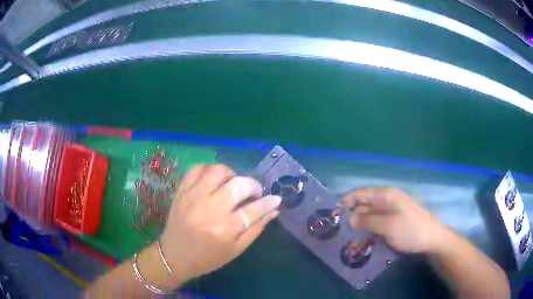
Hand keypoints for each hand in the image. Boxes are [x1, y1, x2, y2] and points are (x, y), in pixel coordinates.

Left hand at [159, 164, 281, 284]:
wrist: (175, 256)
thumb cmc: (208, 258)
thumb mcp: (236, 250)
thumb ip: (256, 229)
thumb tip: (274, 210)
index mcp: (225, 229)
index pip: (254, 209)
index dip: (268, 202)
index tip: (276, 198)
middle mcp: (209, 209)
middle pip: (238, 185)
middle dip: (253, 185)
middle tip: (254, 192)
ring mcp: (193, 197)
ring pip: (218, 171)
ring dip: (231, 174)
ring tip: (233, 184)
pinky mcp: (181, 191)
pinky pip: (196, 169)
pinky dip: (209, 170)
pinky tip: (214, 180)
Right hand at [342, 187, 444, 252]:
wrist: (431, 240)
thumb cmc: (411, 230)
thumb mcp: (388, 226)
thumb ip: (368, 221)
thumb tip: (349, 218)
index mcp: (386, 196)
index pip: (361, 194)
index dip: (346, 202)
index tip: (333, 216)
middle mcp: (387, 202)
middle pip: (364, 206)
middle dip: (351, 218)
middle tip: (337, 233)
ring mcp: (390, 214)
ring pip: (369, 218)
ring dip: (359, 228)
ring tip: (346, 241)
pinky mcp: (392, 224)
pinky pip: (376, 226)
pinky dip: (368, 233)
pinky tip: (361, 243)